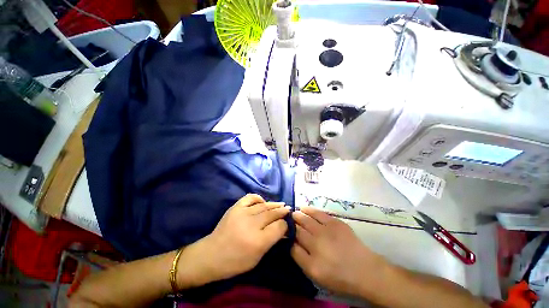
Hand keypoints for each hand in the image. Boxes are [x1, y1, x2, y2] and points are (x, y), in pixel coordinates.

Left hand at [177, 194, 289, 287]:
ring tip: (281, 204)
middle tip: (288, 209)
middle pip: (272, 214)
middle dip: (282, 212)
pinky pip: (250, 198)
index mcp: (258, 241)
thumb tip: (283, 229)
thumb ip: (272, 241)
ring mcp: (243, 213)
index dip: (285, 224)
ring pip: (264, 206)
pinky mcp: (235, 207)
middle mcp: (252, 225)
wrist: (211, 255)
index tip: (287, 223)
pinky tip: (263, 201)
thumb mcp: (257, 257)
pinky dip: (258, 198)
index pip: (279, 227)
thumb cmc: (236, 262)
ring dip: (274, 204)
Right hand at [291, 206, 387, 295]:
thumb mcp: (316, 275)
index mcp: (311, 259)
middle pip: (298, 228)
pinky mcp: (335, 222)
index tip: (283, 230)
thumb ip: (300, 258)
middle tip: (286, 219)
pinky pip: (318, 213)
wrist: (365, 270)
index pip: (293, 242)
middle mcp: (316, 242)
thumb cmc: (339, 276)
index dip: (287, 234)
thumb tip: (290, 242)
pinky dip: (309, 209)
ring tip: (292, 213)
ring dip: (297, 215)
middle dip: (290, 223)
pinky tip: (303, 207)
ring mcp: (326, 230)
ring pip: (306, 219)